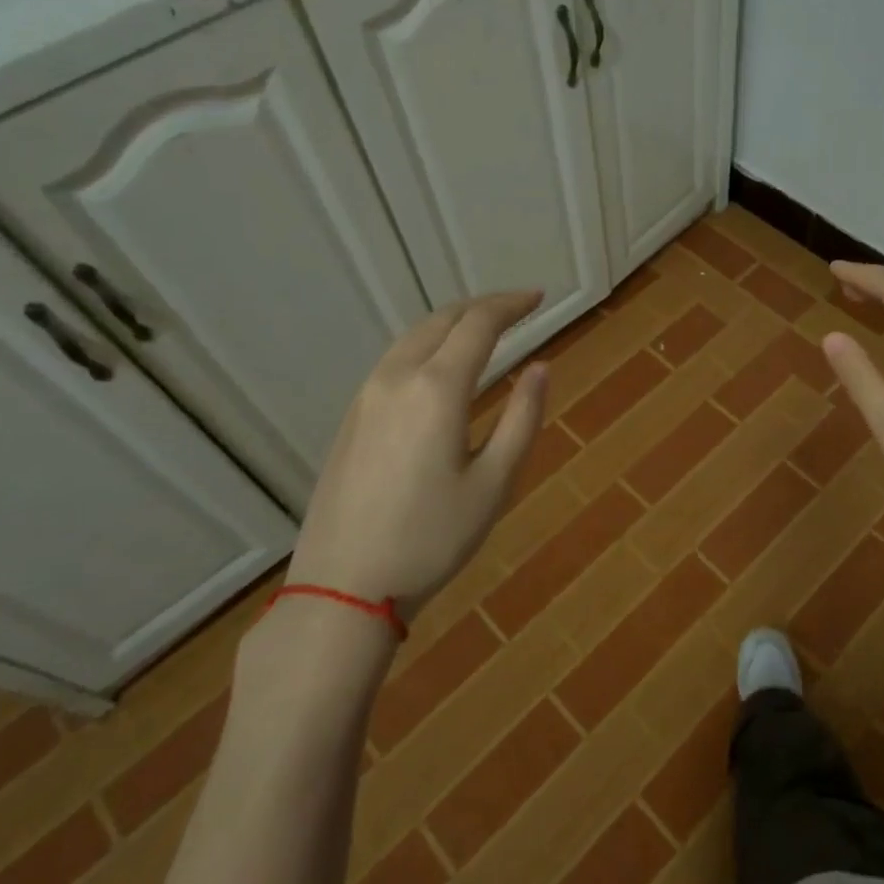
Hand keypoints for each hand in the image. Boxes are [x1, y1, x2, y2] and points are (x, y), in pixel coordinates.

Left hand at [288, 290, 547, 610]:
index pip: (479, 324)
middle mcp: (397, 378)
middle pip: (442, 320)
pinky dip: (426, 346)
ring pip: (413, 337)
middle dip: (482, 307)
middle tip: (517, 309)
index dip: (512, 305)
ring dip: (452, 324)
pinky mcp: (351, 418)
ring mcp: (366, 396)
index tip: (539, 298)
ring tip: (483, 331)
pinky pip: (394, 360)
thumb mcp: (494, 484)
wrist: (343, 585)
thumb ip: (522, 419)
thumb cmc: (431, 539)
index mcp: (437, 389)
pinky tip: (440, 367)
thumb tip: (541, 368)